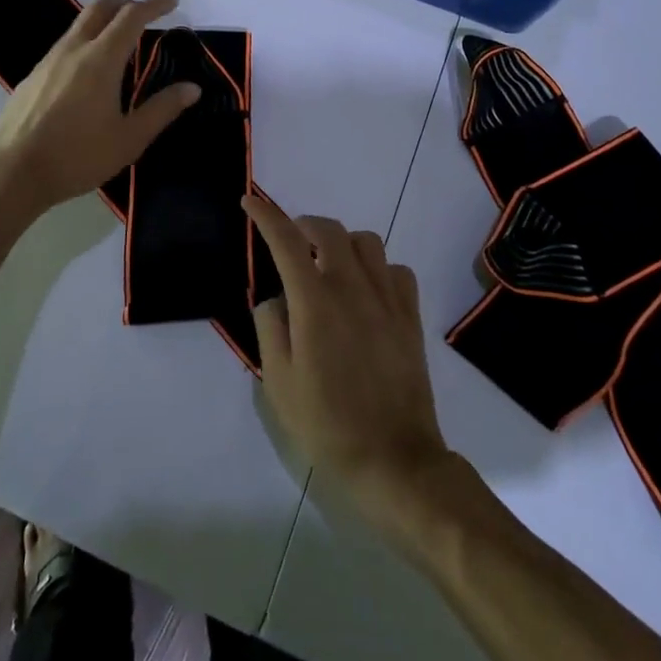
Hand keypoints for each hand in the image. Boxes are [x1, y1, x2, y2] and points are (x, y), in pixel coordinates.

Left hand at [0, 0, 198, 219]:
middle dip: (126, 3)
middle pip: (100, 8)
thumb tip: (192, 88)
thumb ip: (162, 109)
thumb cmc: (77, 157)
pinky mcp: (32, 76)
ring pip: (79, 25)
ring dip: (104, 22)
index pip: (131, 16)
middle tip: (146, 15)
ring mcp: (48, 61)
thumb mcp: (129, 139)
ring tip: (121, 45)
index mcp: (101, 59)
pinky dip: (86, 43)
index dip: (154, 5)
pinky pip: (64, 46)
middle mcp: (73, 50)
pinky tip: (89, 75)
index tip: (172, 3)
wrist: (11, 173)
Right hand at [246, 196, 456, 541]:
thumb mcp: (278, 381)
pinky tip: (367, 289)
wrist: (393, 459)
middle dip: (303, 223)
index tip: (250, 200)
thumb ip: (270, 327)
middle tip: (290, 240)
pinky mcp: (410, 316)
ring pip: (366, 241)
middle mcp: (352, 287)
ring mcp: (386, 299)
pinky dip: (377, 267)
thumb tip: (274, 298)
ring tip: (328, 264)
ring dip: (342, 242)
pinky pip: (396, 270)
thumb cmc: (326, 424)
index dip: (265, 215)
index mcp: (314, 302)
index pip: (285, 240)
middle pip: (328, 229)